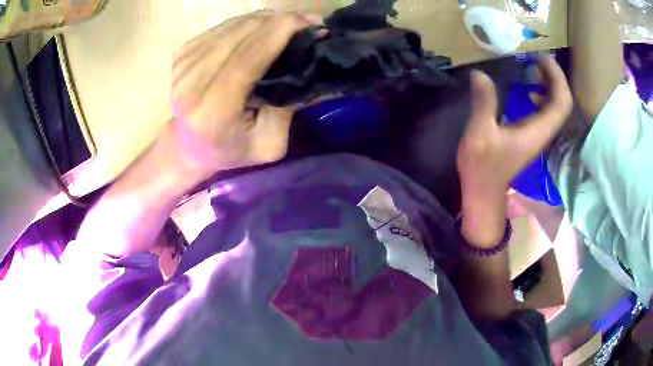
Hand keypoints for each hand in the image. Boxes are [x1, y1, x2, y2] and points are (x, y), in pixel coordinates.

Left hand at [170, 12, 322, 174]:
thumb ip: (286, 108)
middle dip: (279, 21)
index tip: (311, 23)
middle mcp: (190, 85)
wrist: (188, 146)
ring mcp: (182, 66)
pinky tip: (264, 28)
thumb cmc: (231, 150)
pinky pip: (223, 27)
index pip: (247, 59)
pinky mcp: (181, 54)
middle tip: (308, 22)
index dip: (280, 33)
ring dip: (267, 19)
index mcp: (211, 112)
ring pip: (233, 26)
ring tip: (291, 24)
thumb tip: (305, 61)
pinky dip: (248, 23)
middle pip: (240, 35)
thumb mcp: (269, 144)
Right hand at [457, 56, 572, 246]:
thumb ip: (483, 102)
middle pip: (562, 102)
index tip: (541, 58)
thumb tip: (480, 74)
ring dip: (549, 85)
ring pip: (555, 107)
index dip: (556, 77)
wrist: (484, 193)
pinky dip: (541, 96)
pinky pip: (546, 112)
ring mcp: (539, 135)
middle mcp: (544, 132)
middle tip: (537, 59)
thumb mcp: (479, 133)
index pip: (561, 102)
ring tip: (533, 69)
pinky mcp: (532, 136)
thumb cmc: (483, 168)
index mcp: (538, 131)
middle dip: (554, 77)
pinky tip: (528, 90)